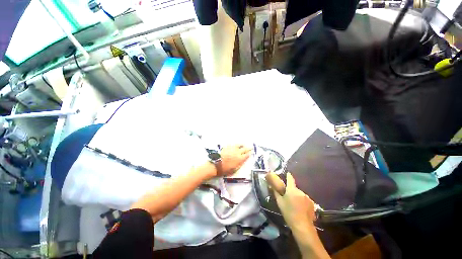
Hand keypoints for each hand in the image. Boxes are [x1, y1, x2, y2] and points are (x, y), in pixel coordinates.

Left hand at [218, 145, 251, 176]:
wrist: (215, 164)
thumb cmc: (224, 170)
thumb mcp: (234, 170)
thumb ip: (239, 164)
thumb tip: (243, 161)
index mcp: (239, 159)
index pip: (247, 155)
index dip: (250, 153)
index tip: (251, 152)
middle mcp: (237, 152)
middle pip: (244, 149)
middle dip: (248, 148)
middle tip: (250, 147)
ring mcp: (232, 148)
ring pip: (239, 145)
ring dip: (242, 145)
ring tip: (243, 145)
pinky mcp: (227, 146)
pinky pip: (233, 144)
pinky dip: (235, 144)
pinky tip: (235, 145)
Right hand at [270, 172, 315, 228]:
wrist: (302, 226)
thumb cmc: (289, 213)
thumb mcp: (279, 202)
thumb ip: (276, 192)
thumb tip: (272, 185)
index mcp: (292, 189)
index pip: (290, 178)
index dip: (288, 175)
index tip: (287, 174)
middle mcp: (300, 191)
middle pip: (294, 187)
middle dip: (291, 190)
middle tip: (288, 197)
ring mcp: (307, 197)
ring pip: (300, 194)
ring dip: (297, 196)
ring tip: (294, 205)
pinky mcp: (312, 203)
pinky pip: (305, 199)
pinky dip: (302, 201)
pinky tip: (300, 209)